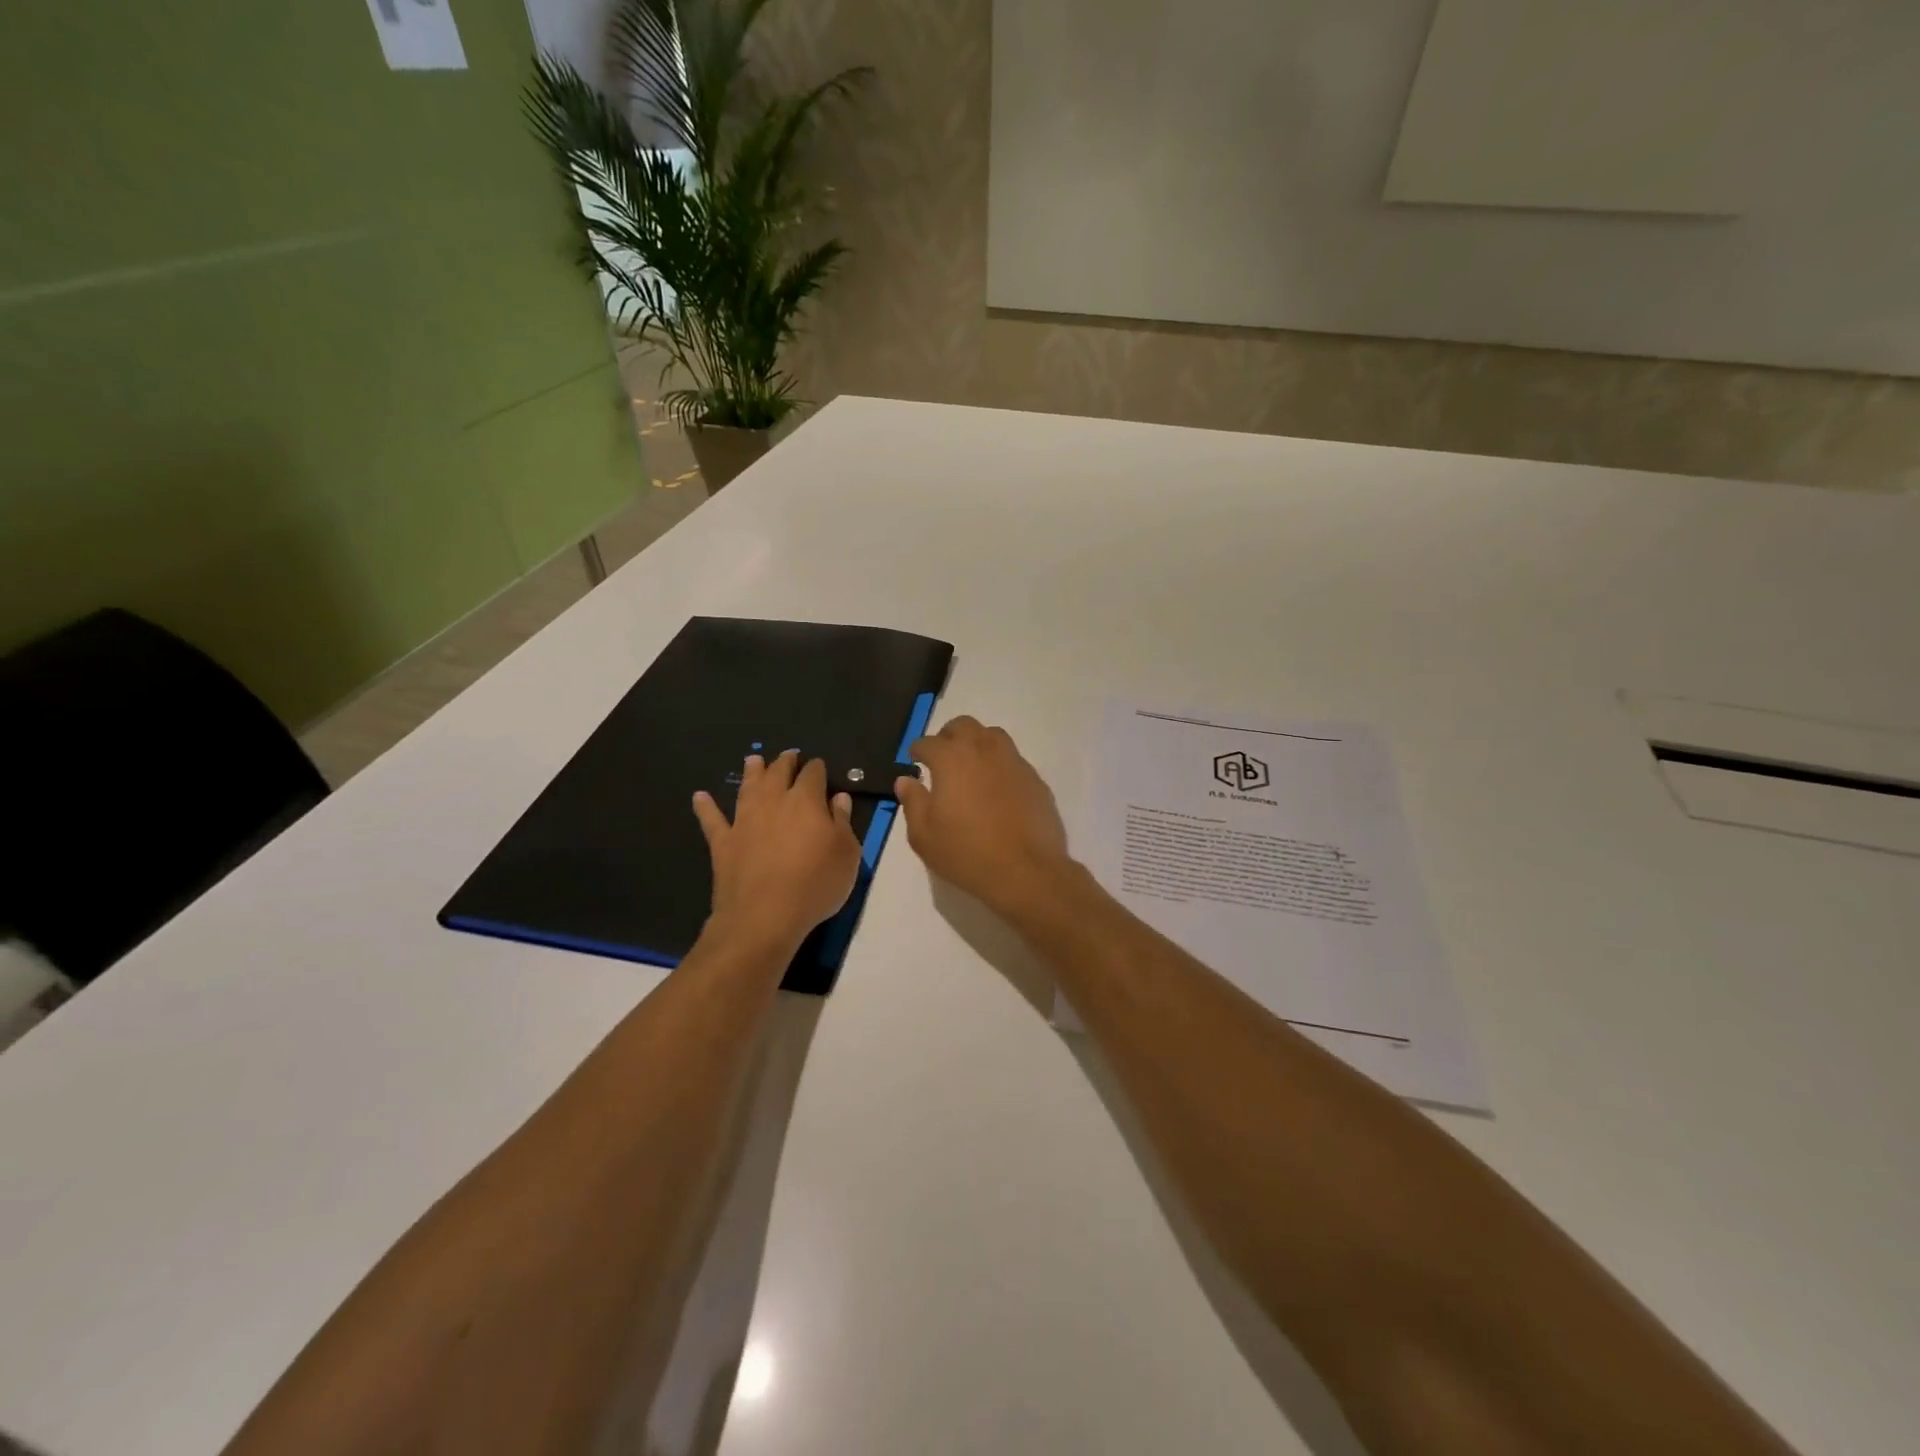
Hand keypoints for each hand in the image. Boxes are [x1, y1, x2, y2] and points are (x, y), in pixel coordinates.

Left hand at [693, 751, 861, 950]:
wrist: (764, 915)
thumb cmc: (815, 884)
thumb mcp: (847, 854)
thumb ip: (843, 822)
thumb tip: (838, 797)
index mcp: (806, 801)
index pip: (813, 774)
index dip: (817, 768)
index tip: (819, 767)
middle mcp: (773, 802)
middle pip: (778, 773)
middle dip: (785, 762)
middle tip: (788, 756)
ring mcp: (744, 821)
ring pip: (747, 788)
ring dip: (751, 772)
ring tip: (753, 759)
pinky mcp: (723, 843)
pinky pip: (712, 819)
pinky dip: (705, 807)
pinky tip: (699, 797)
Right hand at [893, 717, 1073, 917]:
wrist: (1026, 870)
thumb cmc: (966, 853)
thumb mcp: (924, 835)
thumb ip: (912, 802)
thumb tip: (905, 781)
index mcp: (952, 758)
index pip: (928, 742)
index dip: (918, 751)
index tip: (914, 761)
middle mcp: (984, 750)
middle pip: (963, 726)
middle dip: (948, 736)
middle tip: (941, 758)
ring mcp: (1014, 761)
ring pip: (992, 736)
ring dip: (977, 743)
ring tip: (970, 767)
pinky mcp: (1035, 778)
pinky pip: (1012, 759)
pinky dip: (999, 765)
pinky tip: (996, 789)